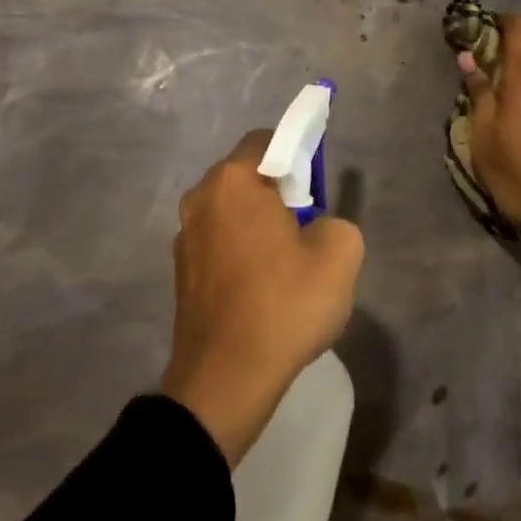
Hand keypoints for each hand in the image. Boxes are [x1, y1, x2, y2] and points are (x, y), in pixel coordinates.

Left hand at [161, 131, 364, 467]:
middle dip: (277, 192)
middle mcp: (200, 197)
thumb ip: (336, 222)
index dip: (297, 156)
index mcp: (233, 180)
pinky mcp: (180, 272)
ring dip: (257, 225)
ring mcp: (184, 236)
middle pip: (246, 176)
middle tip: (305, 229)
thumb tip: (315, 227)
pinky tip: (260, 289)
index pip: (267, 140)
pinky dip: (239, 252)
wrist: (225, 380)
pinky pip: (218, 243)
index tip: (314, 191)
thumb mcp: (339, 255)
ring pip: (231, 212)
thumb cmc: (283, 304)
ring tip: (284, 266)